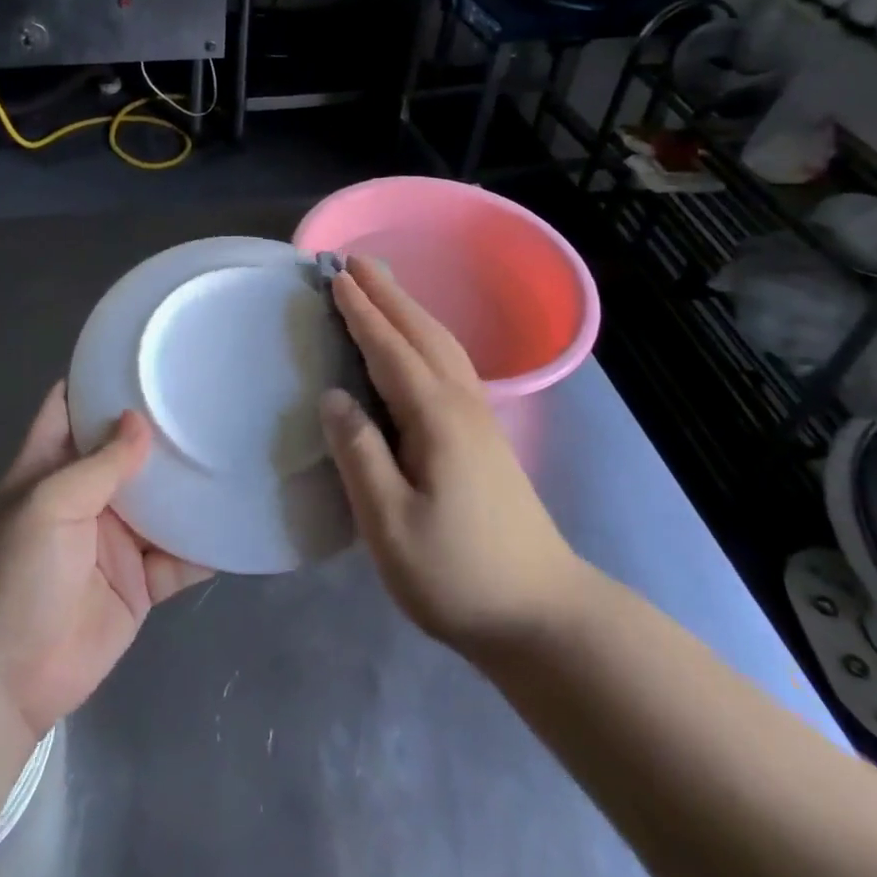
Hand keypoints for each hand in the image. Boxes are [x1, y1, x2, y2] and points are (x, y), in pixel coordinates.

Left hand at [0, 382, 211, 746]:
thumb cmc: (10, 577)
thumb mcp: (47, 507)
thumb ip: (98, 465)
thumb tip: (139, 420)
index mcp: (50, 467)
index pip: (71, 408)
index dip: (99, 381)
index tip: (144, 355)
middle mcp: (85, 496)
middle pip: (127, 452)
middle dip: (162, 430)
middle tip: (211, 394)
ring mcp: (113, 541)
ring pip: (160, 503)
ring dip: (191, 485)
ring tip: (239, 448)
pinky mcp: (138, 585)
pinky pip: (179, 559)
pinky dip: (207, 546)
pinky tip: (241, 521)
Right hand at [320, 255, 586, 655]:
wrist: (544, 615)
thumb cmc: (458, 575)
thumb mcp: (390, 526)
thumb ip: (359, 455)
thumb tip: (332, 396)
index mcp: (435, 417)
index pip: (389, 349)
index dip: (360, 312)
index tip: (334, 276)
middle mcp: (460, 403)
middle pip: (420, 333)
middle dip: (386, 294)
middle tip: (353, 261)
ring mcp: (479, 418)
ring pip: (441, 344)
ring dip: (408, 309)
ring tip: (380, 287)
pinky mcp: (484, 435)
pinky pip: (449, 362)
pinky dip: (425, 335)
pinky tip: (418, 343)